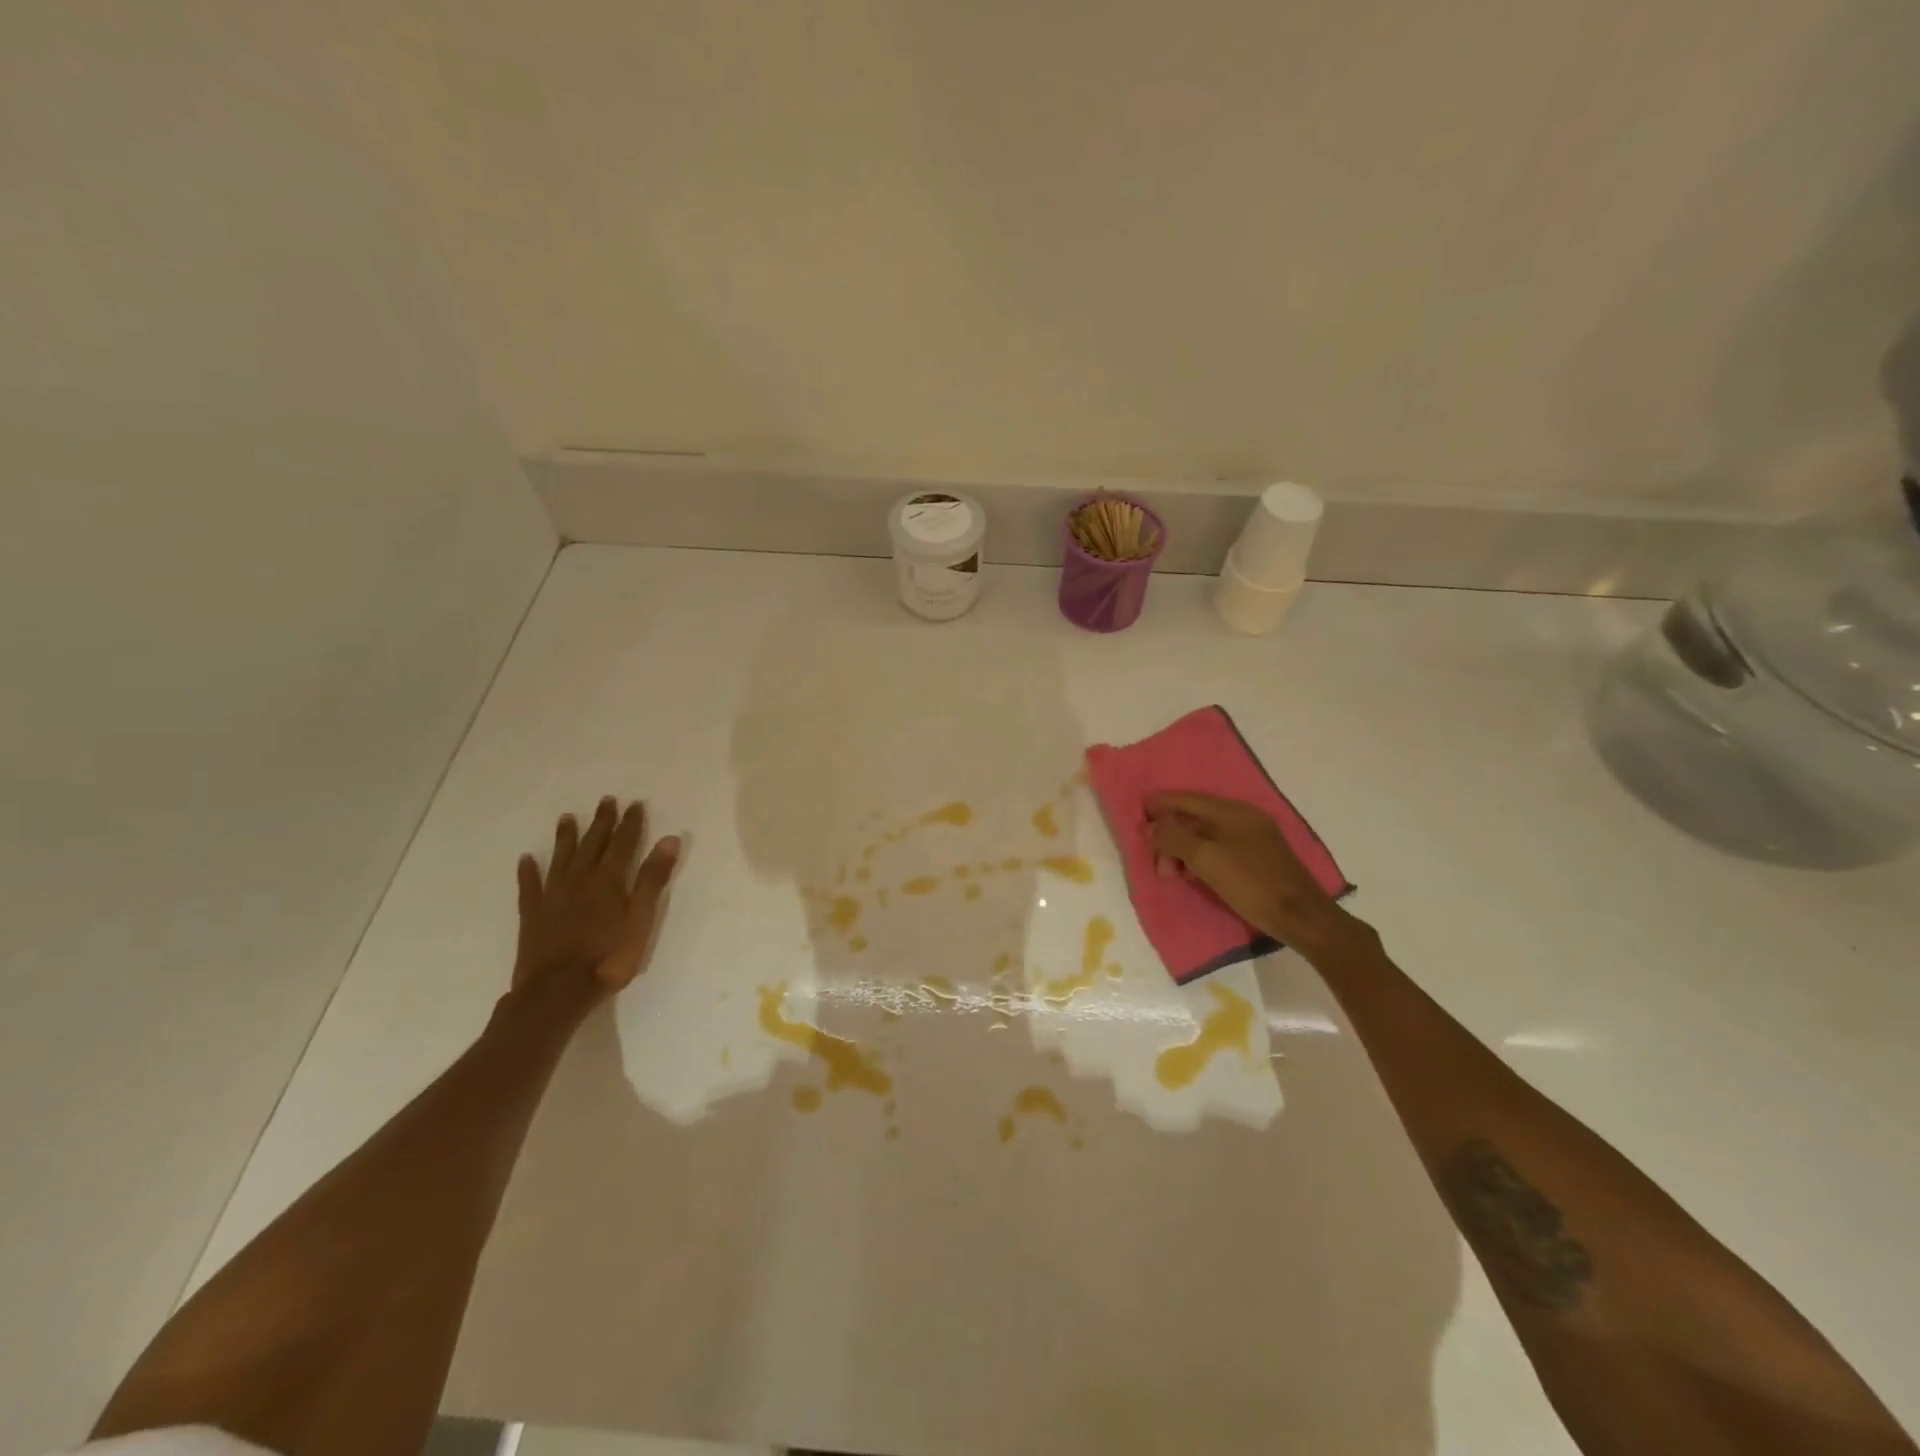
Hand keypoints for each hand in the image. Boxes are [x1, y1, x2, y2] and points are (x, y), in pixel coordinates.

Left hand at [514, 797, 681, 998]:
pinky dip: (528, 872)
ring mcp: (552, 897)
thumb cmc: (608, 958)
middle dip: (601, 822)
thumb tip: (669, 840)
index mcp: (608, 881)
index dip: (630, 824)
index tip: (635, 804)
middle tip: (606, 800)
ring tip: (566, 818)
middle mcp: (579, 881)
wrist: (557, 992)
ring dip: (566, 838)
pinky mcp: (532, 916)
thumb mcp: (641, 919)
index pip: (622, 844)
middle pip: (592, 845)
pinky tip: (525, 860)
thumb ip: (652, 880)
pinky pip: (529, 887)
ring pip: (560, 859)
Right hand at [1144, 791, 1350, 954]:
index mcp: (1232, 811)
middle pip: (1195, 817)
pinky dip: (1200, 856)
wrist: (1301, 917)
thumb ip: (1174, 838)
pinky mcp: (1259, 856)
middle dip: (1170, 835)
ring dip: (1183, 849)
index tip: (1137, 813)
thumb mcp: (1206, 859)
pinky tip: (1193, 874)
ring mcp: (1254, 836)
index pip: (1187, 798)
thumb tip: (1151, 826)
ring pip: (1206, 834)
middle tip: (1157, 861)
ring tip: (1171, 873)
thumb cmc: (1251, 884)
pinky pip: (1219, 847)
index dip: (1160, 804)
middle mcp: (1243, 817)